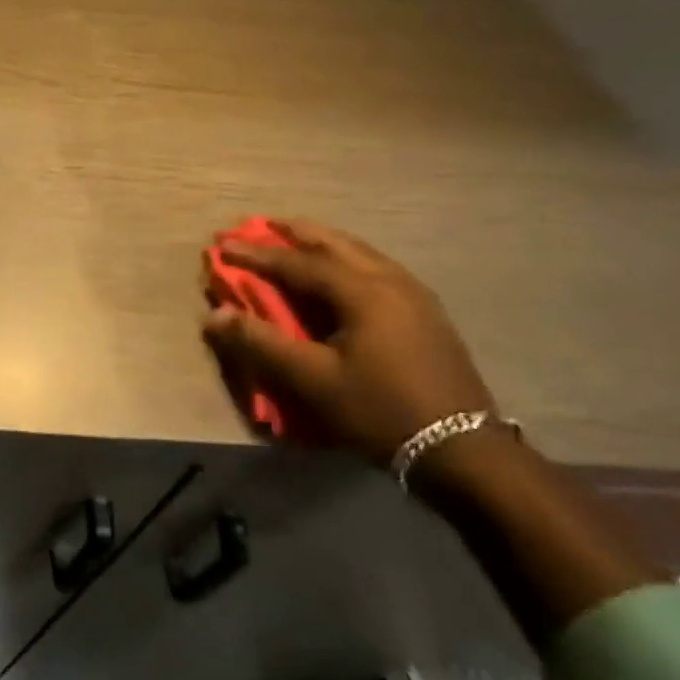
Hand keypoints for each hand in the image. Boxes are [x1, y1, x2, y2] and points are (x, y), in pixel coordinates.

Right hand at [202, 220, 496, 465]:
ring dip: (322, 242)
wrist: (465, 453)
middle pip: (334, 243)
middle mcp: (390, 281)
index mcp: (362, 291)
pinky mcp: (427, 315)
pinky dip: (346, 258)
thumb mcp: (312, 381)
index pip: (297, 262)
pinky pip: (376, 268)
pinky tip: (342, 271)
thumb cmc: (381, 411)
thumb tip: (214, 316)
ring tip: (296, 239)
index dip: (256, 254)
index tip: (222, 244)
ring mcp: (415, 296)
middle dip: (293, 233)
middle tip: (259, 225)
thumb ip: (261, 344)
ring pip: (360, 252)